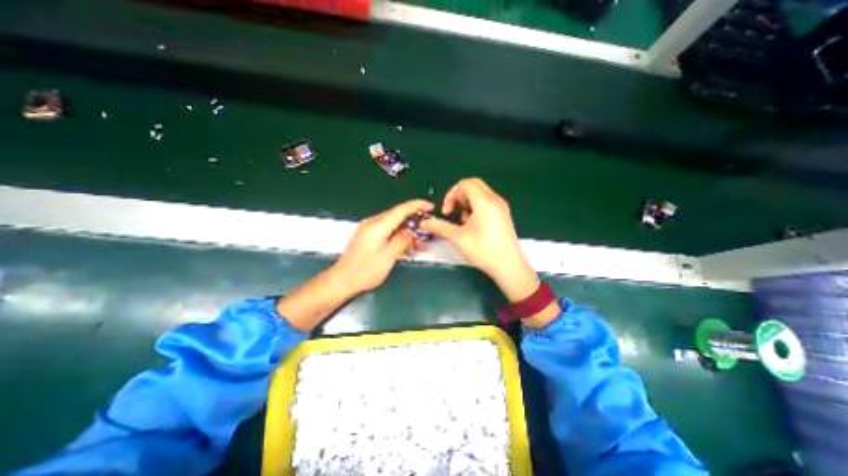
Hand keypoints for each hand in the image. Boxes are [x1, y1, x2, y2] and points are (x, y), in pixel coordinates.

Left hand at [282, 198, 430, 330]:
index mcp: (378, 225)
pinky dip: (398, 236)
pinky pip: (387, 231)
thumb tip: (410, 231)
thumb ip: (401, 240)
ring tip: (418, 243)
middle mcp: (373, 223)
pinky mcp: (368, 236)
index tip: (430, 206)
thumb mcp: (388, 256)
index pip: (401, 209)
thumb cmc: (365, 270)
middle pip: (398, 215)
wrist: (342, 280)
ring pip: (393, 224)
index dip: (417, 206)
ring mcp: (369, 229)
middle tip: (427, 232)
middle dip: (414, 221)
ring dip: (407, 231)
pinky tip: (405, 246)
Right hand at [419, 179, 537, 300]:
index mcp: (484, 202)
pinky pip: (487, 202)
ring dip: (467, 203)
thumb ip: (439, 227)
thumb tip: (425, 222)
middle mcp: (494, 200)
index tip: (447, 212)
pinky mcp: (503, 215)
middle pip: (473, 185)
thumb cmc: (484, 250)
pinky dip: (476, 208)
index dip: (451, 195)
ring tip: (463, 222)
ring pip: (480, 194)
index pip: (465, 184)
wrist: (509, 266)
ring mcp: (501, 207)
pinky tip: (473, 226)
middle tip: (453, 213)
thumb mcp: (458, 238)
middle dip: (458, 197)